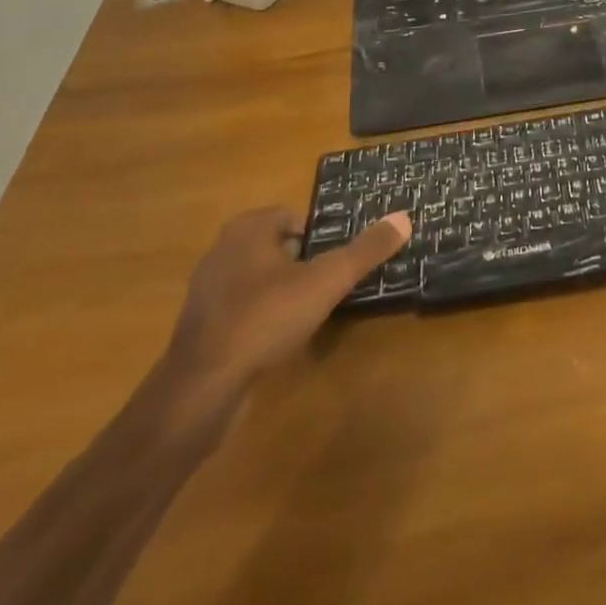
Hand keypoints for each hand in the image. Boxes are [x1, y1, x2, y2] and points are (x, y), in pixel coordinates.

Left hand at [163, 206, 409, 401]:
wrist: (201, 389)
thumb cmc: (265, 319)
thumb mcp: (326, 281)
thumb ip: (365, 250)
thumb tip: (404, 217)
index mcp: (247, 230)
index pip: (290, 215)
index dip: (318, 232)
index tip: (338, 256)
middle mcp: (222, 250)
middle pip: (274, 244)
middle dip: (302, 258)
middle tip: (330, 280)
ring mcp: (207, 290)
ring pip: (256, 276)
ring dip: (282, 287)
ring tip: (311, 308)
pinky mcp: (201, 327)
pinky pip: (241, 307)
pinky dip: (262, 314)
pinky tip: (280, 337)